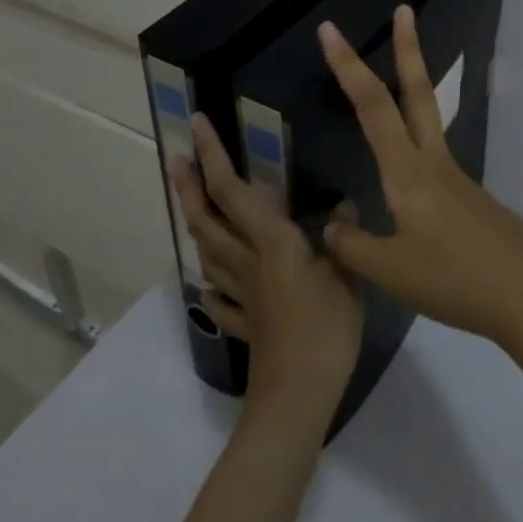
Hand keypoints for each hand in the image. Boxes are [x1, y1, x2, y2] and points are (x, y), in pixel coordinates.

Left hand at [172, 114, 363, 417]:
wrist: (298, 397)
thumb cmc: (325, 328)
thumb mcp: (347, 275)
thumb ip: (343, 238)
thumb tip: (344, 206)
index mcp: (270, 241)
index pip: (232, 189)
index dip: (212, 155)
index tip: (196, 124)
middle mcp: (247, 260)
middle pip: (208, 219)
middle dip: (188, 186)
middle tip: (174, 159)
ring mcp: (242, 294)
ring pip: (208, 253)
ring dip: (196, 224)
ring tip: (193, 207)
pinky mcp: (246, 323)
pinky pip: (221, 298)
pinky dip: (212, 285)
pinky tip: (211, 285)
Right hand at [318, 7, 522, 350]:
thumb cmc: (455, 281)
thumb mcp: (391, 273)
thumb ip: (352, 247)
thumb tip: (331, 227)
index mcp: (408, 172)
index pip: (372, 105)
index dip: (347, 66)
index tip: (330, 30)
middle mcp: (433, 161)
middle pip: (417, 91)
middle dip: (407, 48)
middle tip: (404, 10)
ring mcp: (456, 176)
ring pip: (428, 116)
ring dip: (413, 83)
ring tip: (400, 67)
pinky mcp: (469, 196)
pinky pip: (433, 154)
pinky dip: (416, 137)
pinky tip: (407, 176)